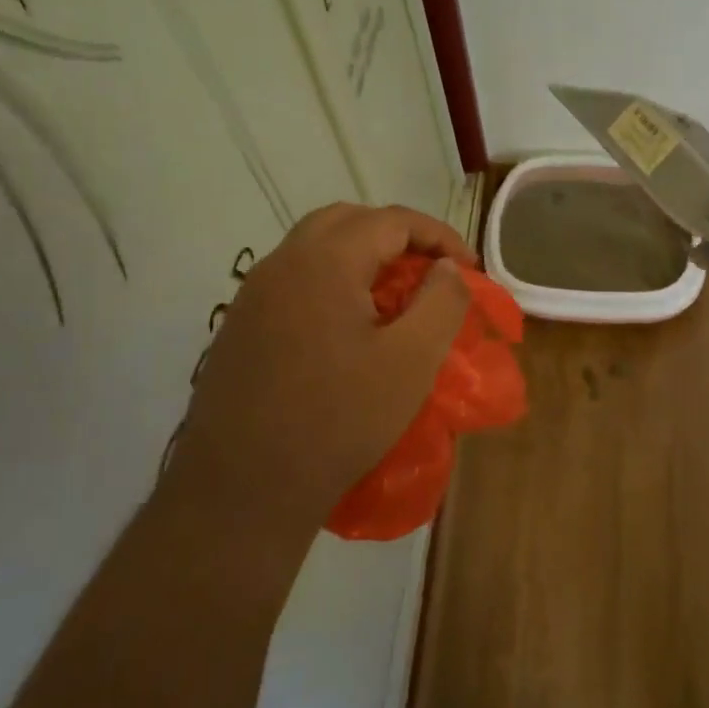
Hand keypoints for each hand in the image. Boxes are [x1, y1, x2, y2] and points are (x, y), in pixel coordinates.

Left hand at [176, 203, 474, 539]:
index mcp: (325, 262)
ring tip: (394, 296)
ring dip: (361, 256)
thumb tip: (446, 267)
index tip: (469, 269)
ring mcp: (253, 294)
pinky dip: (331, 281)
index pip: (391, 220)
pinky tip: (347, 327)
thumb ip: (441, 302)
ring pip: (315, 247)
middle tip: (430, 272)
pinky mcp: (240, 325)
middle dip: (397, 236)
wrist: (243, 488)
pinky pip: (293, 280)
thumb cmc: (338, 420)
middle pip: (347, 221)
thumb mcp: (411, 362)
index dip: (438, 236)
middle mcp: (282, 263)